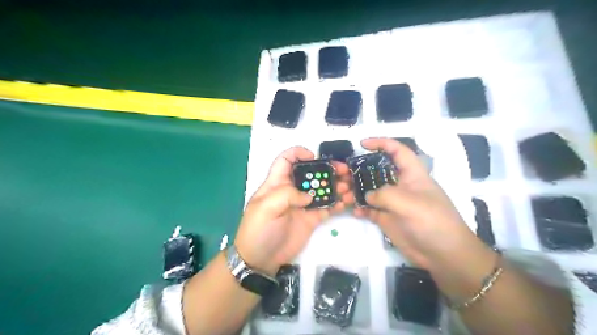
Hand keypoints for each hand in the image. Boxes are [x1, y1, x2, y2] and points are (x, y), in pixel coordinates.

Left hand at [235, 147, 353, 275]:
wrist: (261, 260)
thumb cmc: (258, 230)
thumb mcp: (265, 208)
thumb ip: (286, 195)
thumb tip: (309, 196)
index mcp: (277, 183)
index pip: (286, 160)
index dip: (298, 153)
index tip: (314, 157)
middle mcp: (292, 191)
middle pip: (311, 174)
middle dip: (327, 169)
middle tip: (344, 171)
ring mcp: (303, 205)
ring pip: (322, 189)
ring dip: (336, 185)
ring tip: (348, 188)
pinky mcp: (312, 219)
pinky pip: (327, 208)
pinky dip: (337, 203)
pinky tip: (345, 203)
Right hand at [353, 138, 484, 268]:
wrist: (443, 255)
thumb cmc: (433, 222)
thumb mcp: (410, 203)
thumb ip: (385, 195)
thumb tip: (368, 196)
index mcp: (412, 174)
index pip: (397, 151)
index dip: (381, 143)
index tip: (362, 144)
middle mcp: (400, 185)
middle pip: (378, 170)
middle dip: (361, 169)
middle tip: (345, 173)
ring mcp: (393, 202)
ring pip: (371, 190)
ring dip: (358, 191)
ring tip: (345, 194)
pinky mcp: (387, 218)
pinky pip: (370, 209)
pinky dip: (361, 208)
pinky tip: (355, 211)